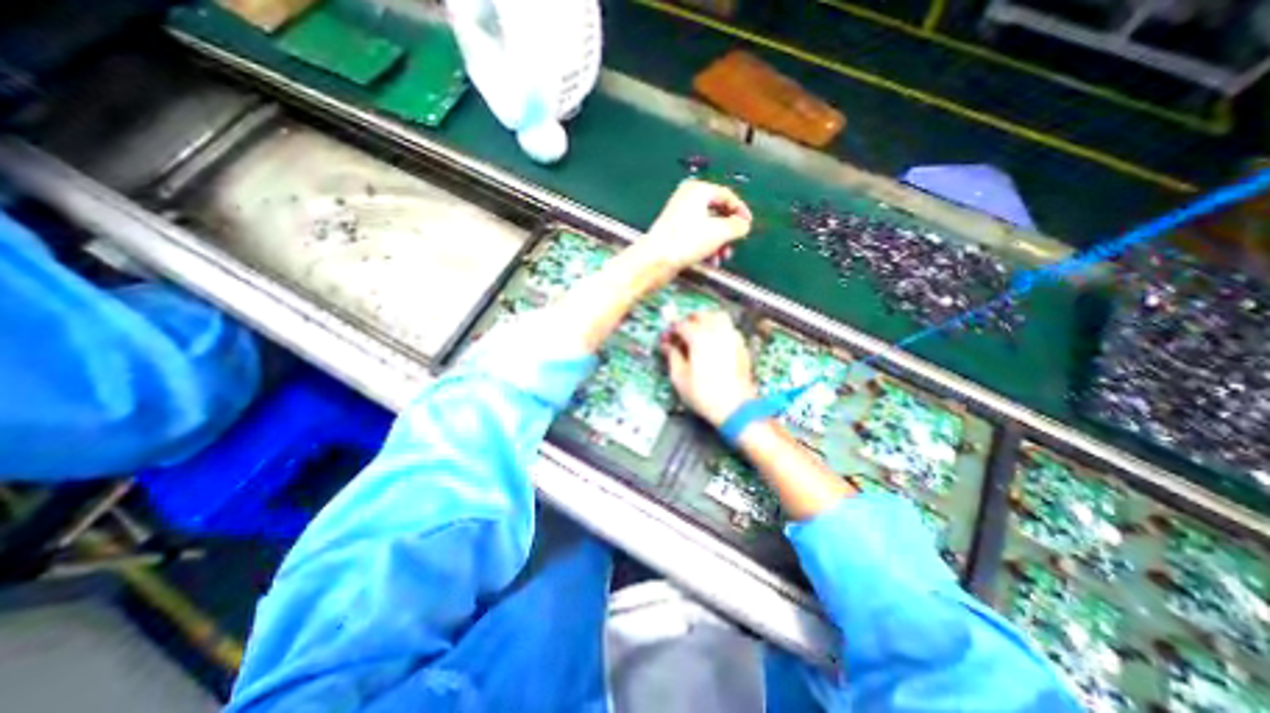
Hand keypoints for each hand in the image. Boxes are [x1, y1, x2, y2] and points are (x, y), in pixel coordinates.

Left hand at [648, 179, 750, 270]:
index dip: (740, 210)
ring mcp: (678, 217)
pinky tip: (710, 261)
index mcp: (698, 191)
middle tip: (734, 245)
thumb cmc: (687, 241)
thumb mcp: (719, 232)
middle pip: (716, 213)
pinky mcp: (673, 234)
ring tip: (722, 258)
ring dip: (718, 243)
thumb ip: (737, 226)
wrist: (656, 259)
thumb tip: (743, 225)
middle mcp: (687, 200)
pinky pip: (695, 237)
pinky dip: (706, 247)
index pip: (726, 195)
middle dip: (728, 232)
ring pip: (706, 227)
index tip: (748, 225)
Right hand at [665, 309, 751, 423]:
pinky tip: (714, 341)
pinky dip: (720, 328)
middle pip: (701, 315)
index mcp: (699, 338)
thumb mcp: (680, 378)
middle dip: (689, 320)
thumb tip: (667, 346)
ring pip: (718, 317)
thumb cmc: (704, 395)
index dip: (672, 330)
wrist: (735, 407)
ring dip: (706, 320)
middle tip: (681, 332)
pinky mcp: (741, 345)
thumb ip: (672, 356)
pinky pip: (729, 328)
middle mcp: (717, 332)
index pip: (682, 324)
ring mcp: (732, 337)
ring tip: (699, 332)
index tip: (667, 338)